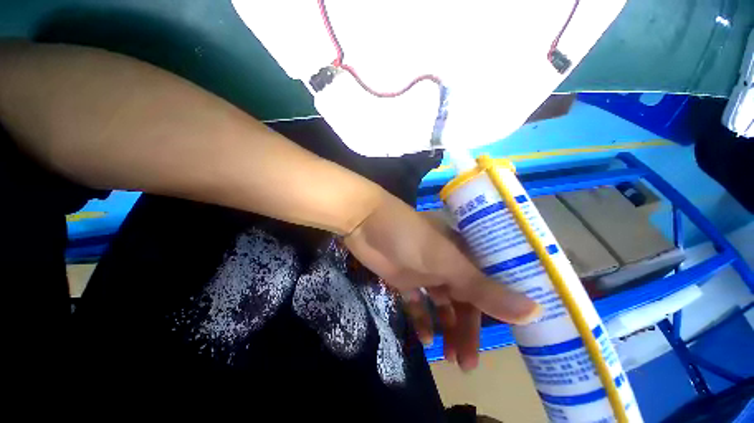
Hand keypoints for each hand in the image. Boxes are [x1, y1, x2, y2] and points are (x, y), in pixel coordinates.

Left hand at [343, 191, 540, 370]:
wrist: (366, 224)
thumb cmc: (410, 237)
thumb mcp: (447, 262)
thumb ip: (484, 288)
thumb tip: (535, 311)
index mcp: (461, 253)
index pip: (485, 287)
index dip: (495, 313)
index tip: (504, 341)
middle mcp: (445, 262)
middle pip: (462, 300)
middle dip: (465, 330)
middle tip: (466, 363)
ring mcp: (423, 271)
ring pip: (441, 304)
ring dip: (445, 328)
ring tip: (448, 357)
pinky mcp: (403, 278)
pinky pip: (417, 303)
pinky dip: (421, 320)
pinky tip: (425, 339)